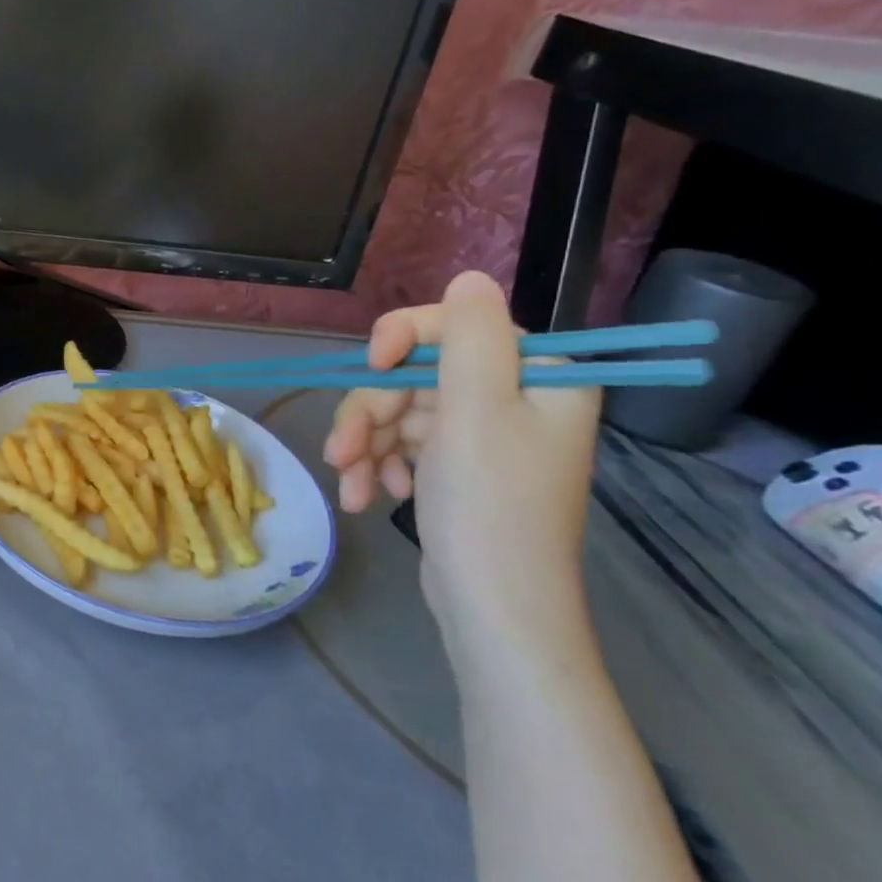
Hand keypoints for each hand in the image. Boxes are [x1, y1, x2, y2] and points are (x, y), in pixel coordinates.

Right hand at [323, 272, 602, 668]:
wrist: (492, 607)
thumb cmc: (490, 506)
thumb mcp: (475, 411)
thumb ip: (468, 337)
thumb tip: (470, 275)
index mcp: (538, 376)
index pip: (455, 325)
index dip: (402, 339)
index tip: (370, 369)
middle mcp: (513, 397)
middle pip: (415, 373)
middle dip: (369, 412)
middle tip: (343, 451)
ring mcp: (481, 434)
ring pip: (397, 410)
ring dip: (364, 443)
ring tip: (349, 482)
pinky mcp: (455, 465)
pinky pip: (401, 443)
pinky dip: (377, 464)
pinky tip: (367, 495)